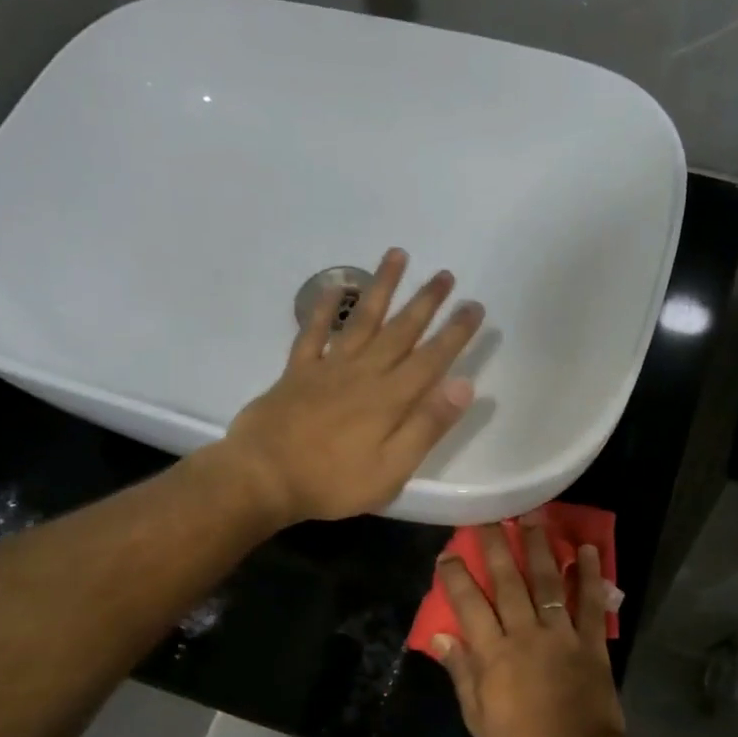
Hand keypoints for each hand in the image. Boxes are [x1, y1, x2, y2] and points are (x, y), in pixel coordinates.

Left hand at [218, 248, 483, 524]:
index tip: (474, 306)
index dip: (455, 333)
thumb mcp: (391, 469)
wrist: (263, 478)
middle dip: (426, 302)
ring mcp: (328, 368)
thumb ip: (426, 426)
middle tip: (445, 274)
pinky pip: (313, 332)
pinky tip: (335, 286)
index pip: (431, 358)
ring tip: (397, 255)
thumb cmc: (332, 481)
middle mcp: (363, 373)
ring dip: (382, 288)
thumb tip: (463, 386)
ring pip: (362, 320)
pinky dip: (323, 308)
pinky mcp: (298, 373)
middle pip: (400, 331)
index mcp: (390, 399)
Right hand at [431, 513, 626, 736]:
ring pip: (547, 582)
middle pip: (508, 582)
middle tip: (488, 517)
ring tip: (533, 516)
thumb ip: (461, 673)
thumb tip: (439, 638)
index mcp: (494, 654)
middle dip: (496, 546)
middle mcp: (526, 633)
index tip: (448, 554)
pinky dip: (589, 575)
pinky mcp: (591, 641)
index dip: (457, 578)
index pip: (469, 606)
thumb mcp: (478, 717)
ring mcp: (561, 634)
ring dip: (539, 547)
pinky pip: (590, 603)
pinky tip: (585, 549)